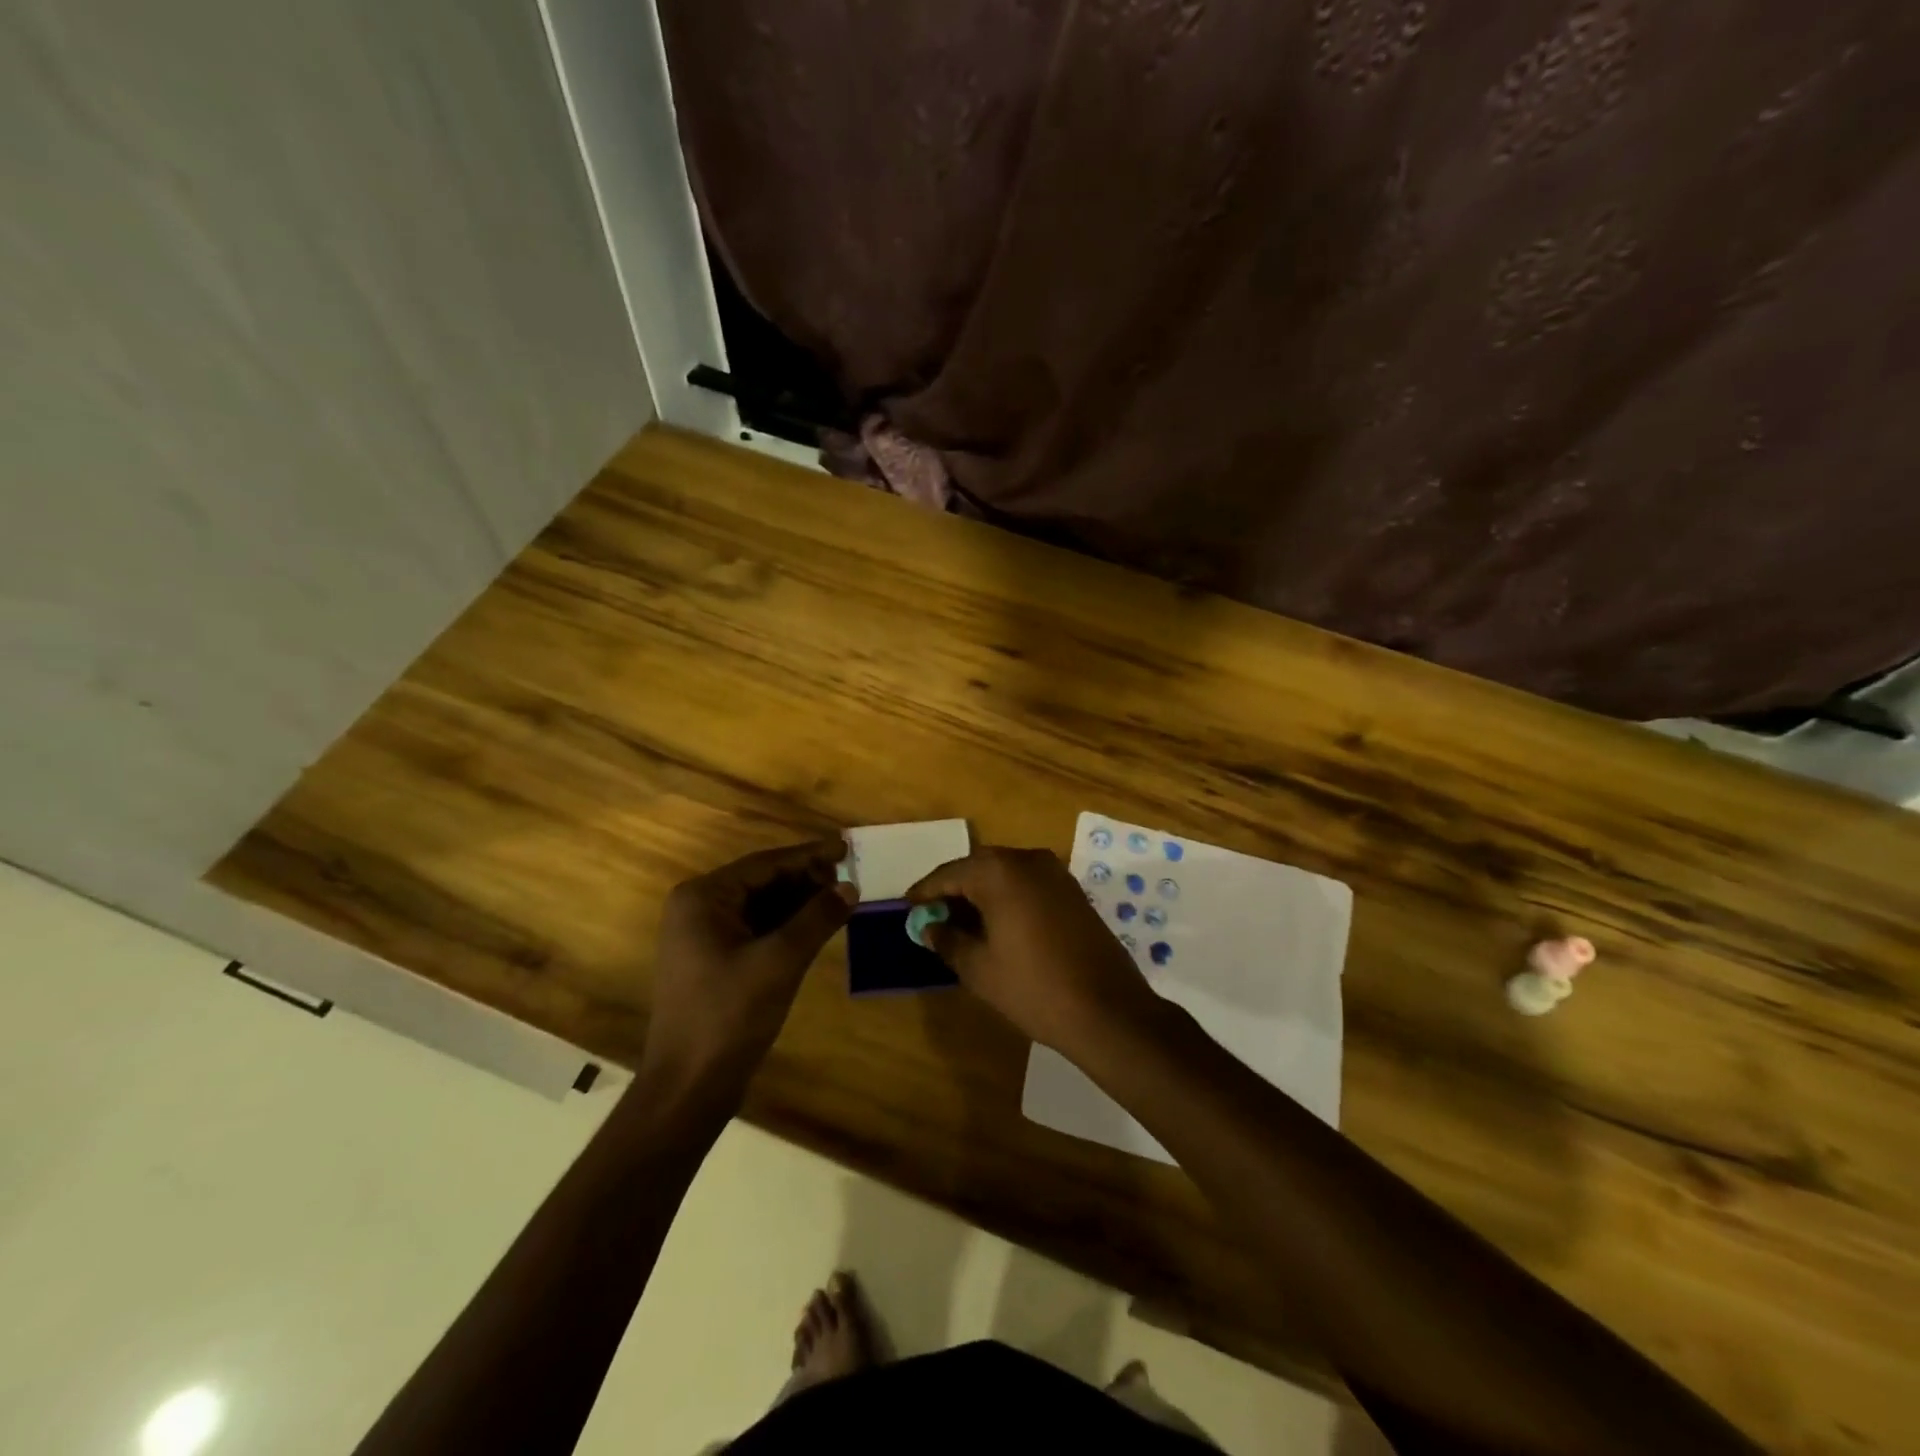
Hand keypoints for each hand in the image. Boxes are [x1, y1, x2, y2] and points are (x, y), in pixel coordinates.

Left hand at [642, 840, 855, 1104]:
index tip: (846, 848)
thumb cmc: (729, 1015)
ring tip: (842, 898)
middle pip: (763, 881)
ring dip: (800, 902)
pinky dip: (788, 926)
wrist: (689, 1086)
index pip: (765, 863)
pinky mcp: (716, 961)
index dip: (809, 856)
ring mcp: (705, 937)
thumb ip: (817, 918)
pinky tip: (819, 926)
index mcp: (703, 898)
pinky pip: (758, 930)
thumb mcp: (779, 961)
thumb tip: (851, 886)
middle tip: (849, 878)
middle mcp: (699, 908)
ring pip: (762, 906)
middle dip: (806, 880)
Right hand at [906, 846, 1163, 1054]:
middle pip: (978, 867)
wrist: (1107, 1009)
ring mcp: (1055, 873)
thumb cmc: (1034, 988)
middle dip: (954, 889)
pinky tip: (997, 924)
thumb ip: (948, 940)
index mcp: (1000, 872)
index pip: (950, 873)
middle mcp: (1028, 860)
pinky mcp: (1073, 891)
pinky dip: (1007, 897)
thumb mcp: (979, 968)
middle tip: (933, 916)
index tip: (908, 906)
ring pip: (1005, 873)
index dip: (925, 891)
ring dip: (981, 892)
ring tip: (961, 923)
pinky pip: (1028, 884)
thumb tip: (929, 927)